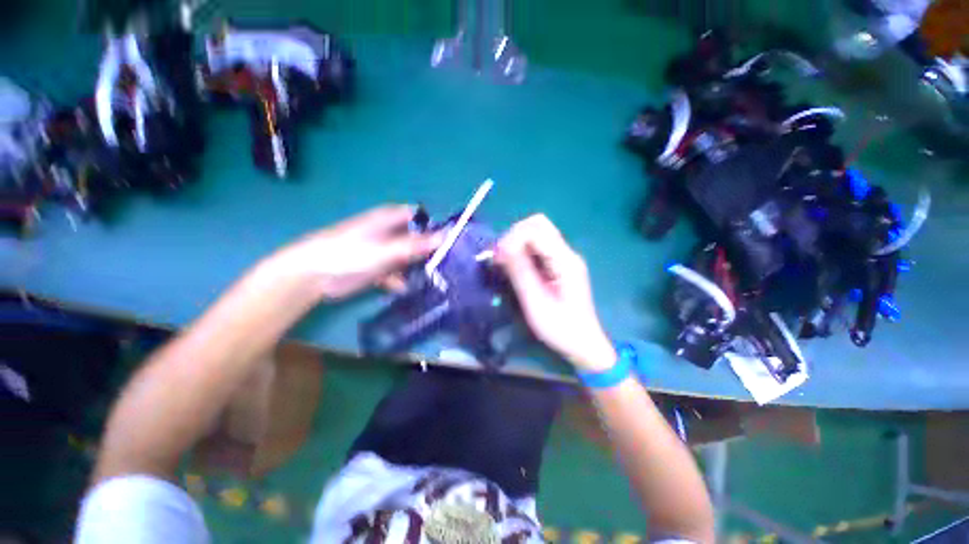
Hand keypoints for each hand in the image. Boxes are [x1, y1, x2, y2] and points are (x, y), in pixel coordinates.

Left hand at [277, 205, 440, 300]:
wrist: (314, 275)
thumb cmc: (348, 253)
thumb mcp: (386, 249)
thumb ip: (416, 245)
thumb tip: (446, 237)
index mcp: (391, 219)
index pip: (423, 218)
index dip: (437, 228)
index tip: (454, 242)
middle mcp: (392, 233)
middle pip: (420, 240)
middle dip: (432, 251)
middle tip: (450, 266)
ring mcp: (387, 252)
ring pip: (412, 257)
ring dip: (421, 268)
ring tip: (437, 280)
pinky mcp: (381, 268)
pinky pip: (400, 272)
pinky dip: (405, 280)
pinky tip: (410, 289)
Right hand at [495, 215, 615, 371]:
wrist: (583, 344)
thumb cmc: (560, 328)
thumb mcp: (536, 302)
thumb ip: (520, 272)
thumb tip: (502, 247)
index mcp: (564, 260)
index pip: (536, 230)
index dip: (512, 238)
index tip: (497, 258)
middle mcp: (566, 253)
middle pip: (538, 224)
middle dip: (514, 235)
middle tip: (500, 257)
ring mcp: (563, 258)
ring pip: (536, 233)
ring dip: (517, 242)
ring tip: (504, 262)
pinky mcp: (558, 265)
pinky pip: (537, 247)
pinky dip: (522, 250)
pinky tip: (514, 266)